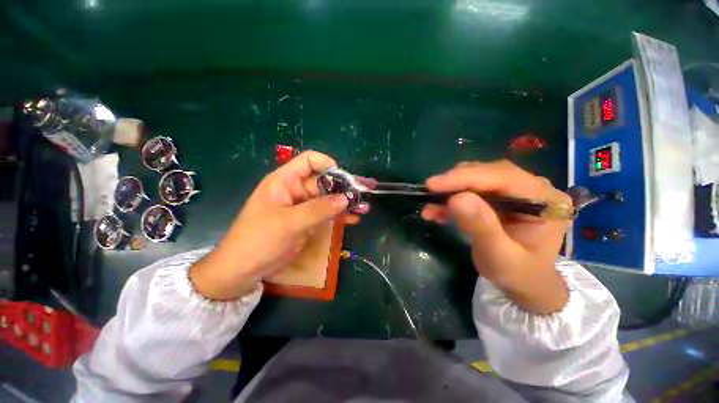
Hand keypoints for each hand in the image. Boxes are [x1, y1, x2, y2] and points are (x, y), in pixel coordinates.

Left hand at [190, 151, 365, 299]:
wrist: (244, 269)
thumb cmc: (259, 240)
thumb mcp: (288, 223)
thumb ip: (318, 209)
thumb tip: (345, 198)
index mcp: (285, 181)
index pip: (309, 161)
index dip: (327, 165)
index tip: (344, 178)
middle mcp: (296, 190)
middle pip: (324, 181)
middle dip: (344, 187)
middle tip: (363, 195)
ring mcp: (303, 207)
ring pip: (329, 198)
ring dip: (346, 202)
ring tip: (364, 207)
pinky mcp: (308, 221)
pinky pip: (327, 214)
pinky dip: (340, 215)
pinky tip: (354, 219)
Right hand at [421, 160, 570, 313]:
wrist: (525, 282)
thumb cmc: (518, 273)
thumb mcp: (500, 256)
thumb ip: (482, 227)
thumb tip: (456, 198)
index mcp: (545, 200)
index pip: (503, 178)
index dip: (465, 178)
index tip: (433, 185)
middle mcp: (532, 188)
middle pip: (488, 173)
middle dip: (455, 182)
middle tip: (428, 192)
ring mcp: (515, 190)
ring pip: (476, 179)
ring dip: (450, 191)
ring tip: (430, 207)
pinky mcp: (499, 196)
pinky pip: (471, 190)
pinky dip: (451, 199)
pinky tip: (437, 211)